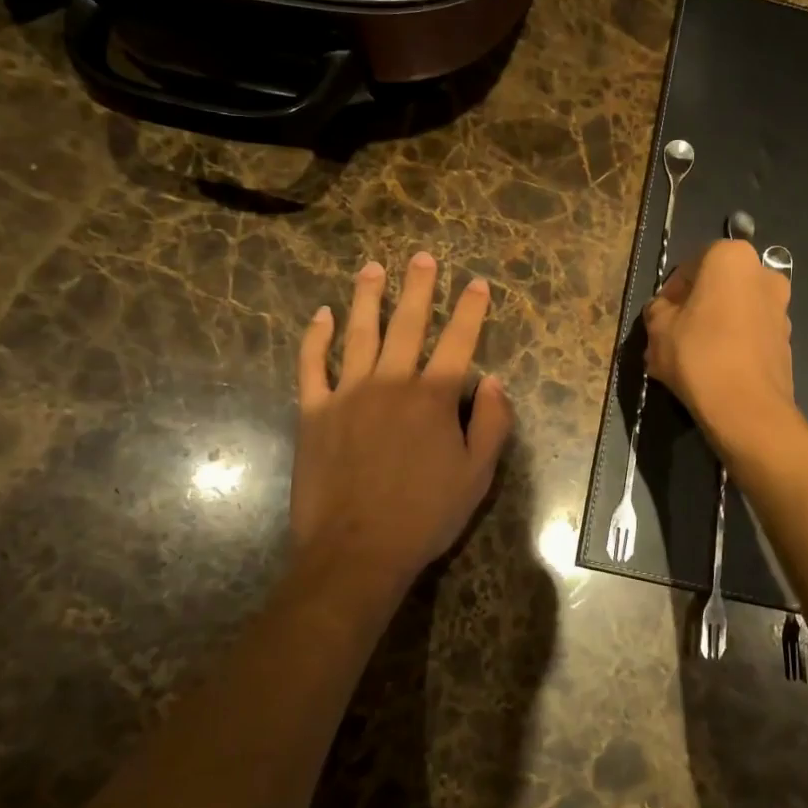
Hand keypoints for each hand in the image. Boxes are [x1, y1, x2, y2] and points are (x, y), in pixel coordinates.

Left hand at [289, 254, 513, 598]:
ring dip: (367, 297)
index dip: (470, 309)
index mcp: (434, 397)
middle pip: (407, 324)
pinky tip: (322, 315)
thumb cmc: (424, 515)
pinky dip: (316, 337)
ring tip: (372, 268)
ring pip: (359, 333)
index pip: (458, 341)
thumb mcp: (477, 475)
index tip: (476, 282)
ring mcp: (347, 393)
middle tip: (420, 256)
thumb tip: (495, 381)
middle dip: (417, 287)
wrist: (357, 550)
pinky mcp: (313, 412)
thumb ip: (492, 424)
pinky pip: (311, 365)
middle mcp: (391, 383)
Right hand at [644, 239, 794, 449]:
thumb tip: (663, 310)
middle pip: (717, 287)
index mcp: (732, 258)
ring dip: (713, 327)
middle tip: (672, 337)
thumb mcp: (658, 328)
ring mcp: (781, 308)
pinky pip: (749, 334)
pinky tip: (711, 371)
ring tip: (689, 358)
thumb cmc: (697, 354)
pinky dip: (731, 345)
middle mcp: (764, 274)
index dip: (671, 292)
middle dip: (694, 309)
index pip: (691, 265)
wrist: (746, 408)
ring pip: (734, 311)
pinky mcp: (786, 340)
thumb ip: (658, 309)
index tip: (659, 317)